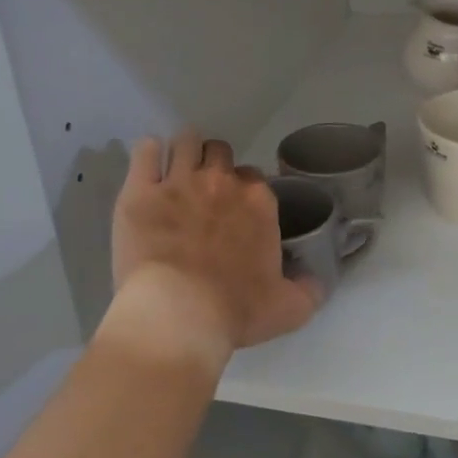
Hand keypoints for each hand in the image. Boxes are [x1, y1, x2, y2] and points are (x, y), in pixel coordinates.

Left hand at [107, 128, 320, 368]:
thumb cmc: (235, 312)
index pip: (254, 177)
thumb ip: (308, 291)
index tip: (235, 209)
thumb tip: (317, 282)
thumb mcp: (288, 308)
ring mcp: (179, 181)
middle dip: (213, 165)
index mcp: (258, 202)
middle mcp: (222, 182)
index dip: (244, 191)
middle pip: (219, 152)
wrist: (179, 315)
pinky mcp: (140, 191)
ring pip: (185, 142)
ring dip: (184, 151)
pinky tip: (147, 165)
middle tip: (203, 190)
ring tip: (176, 169)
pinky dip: (149, 152)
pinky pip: (146, 151)